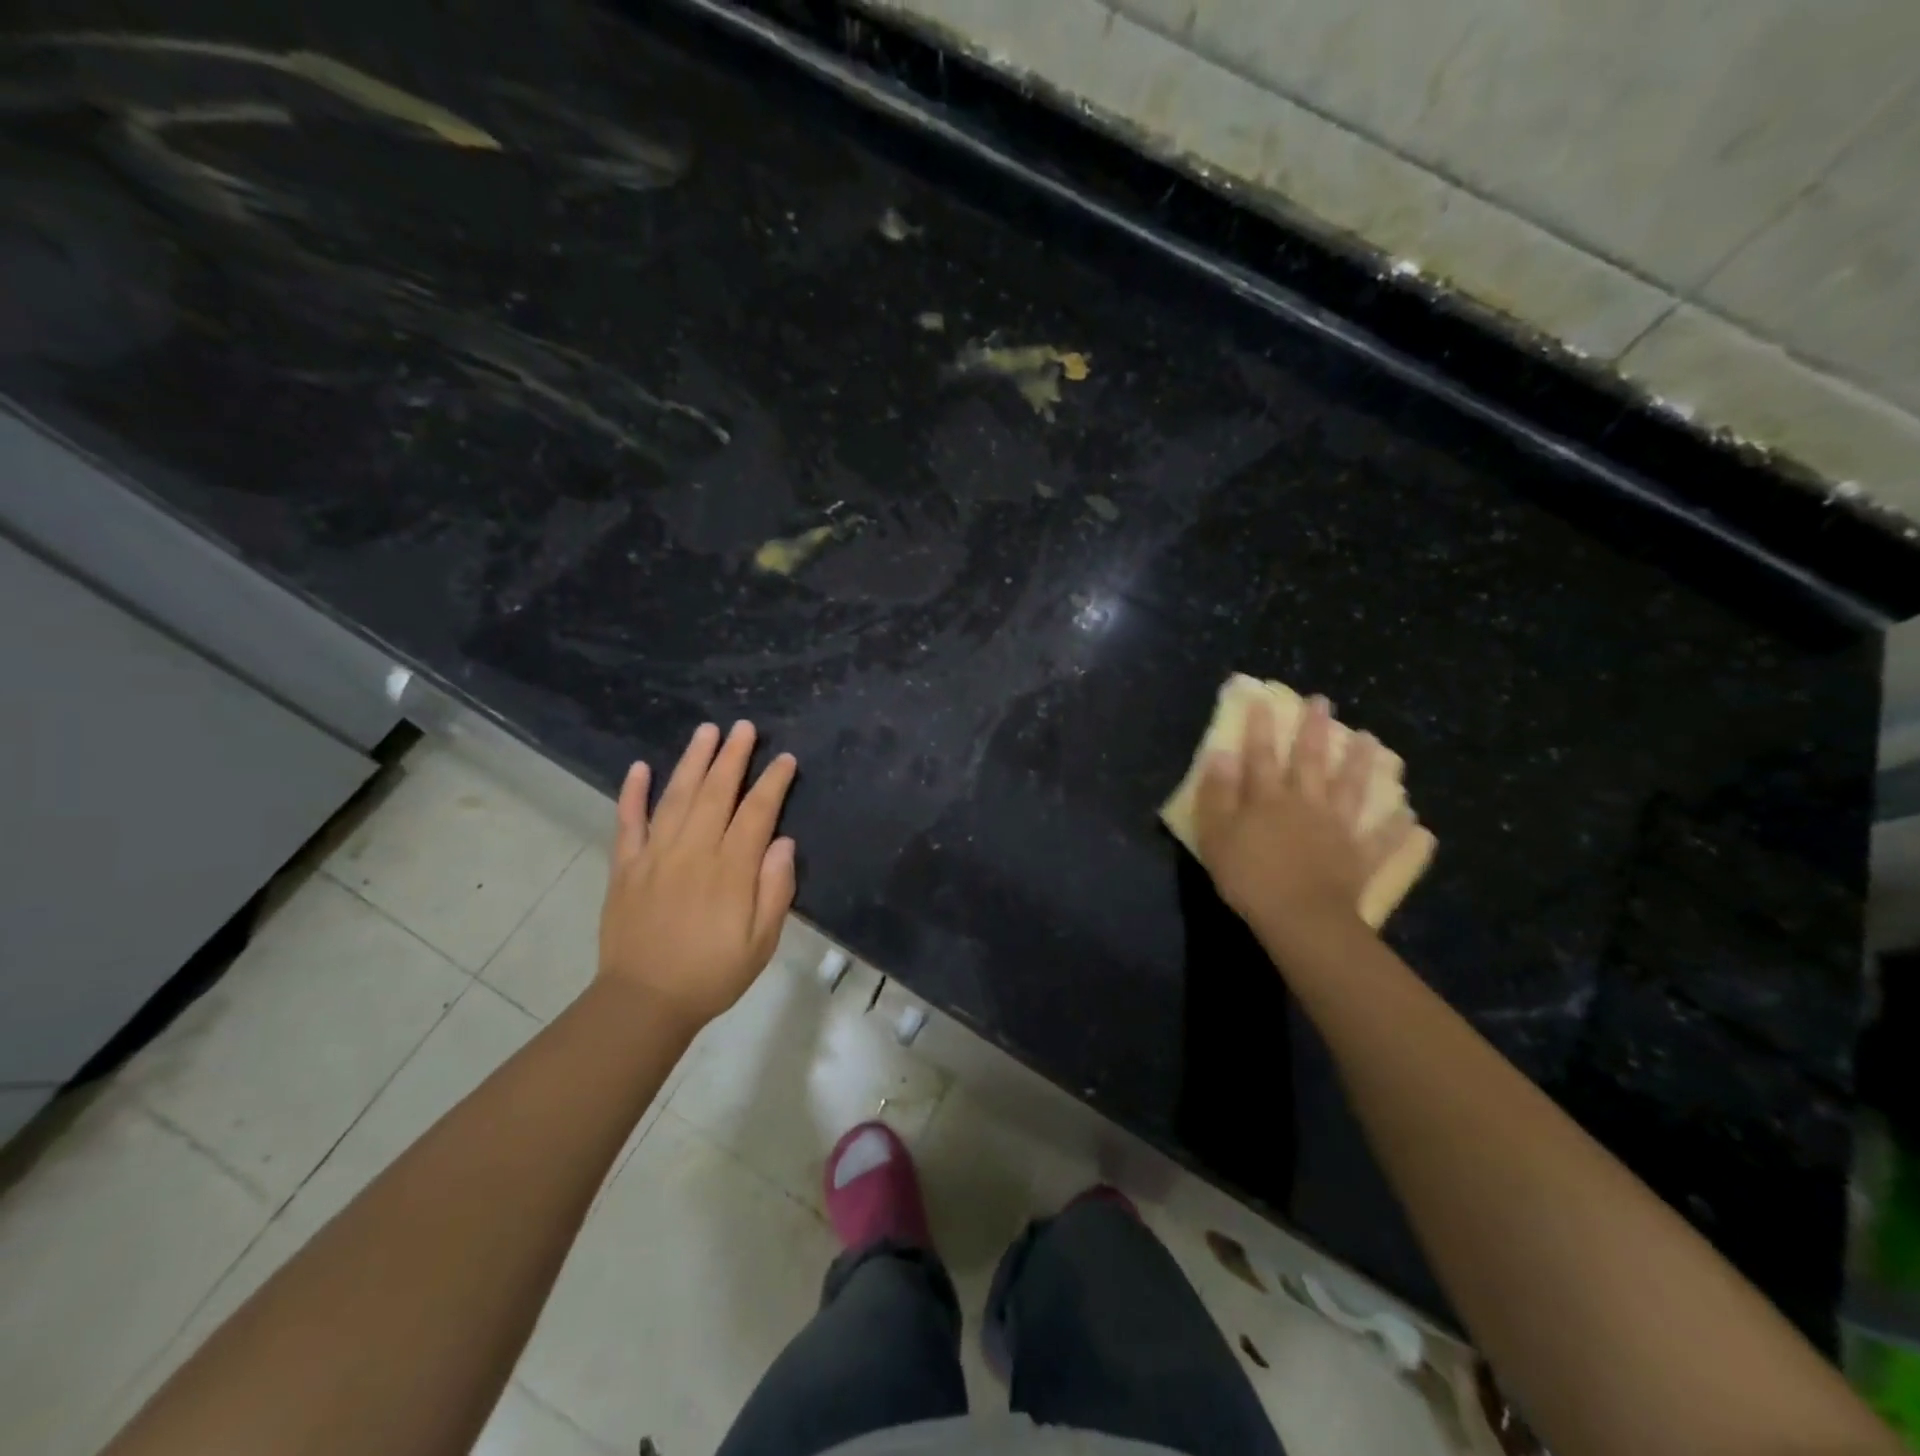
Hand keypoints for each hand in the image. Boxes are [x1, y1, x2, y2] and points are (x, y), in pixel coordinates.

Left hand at [598, 721, 797, 1031]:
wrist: (644, 1002)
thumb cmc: (712, 973)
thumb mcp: (762, 941)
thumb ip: (775, 889)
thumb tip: (782, 842)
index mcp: (731, 869)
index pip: (757, 812)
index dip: (773, 782)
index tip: (785, 759)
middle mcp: (693, 851)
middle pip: (716, 792)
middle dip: (733, 756)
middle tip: (744, 727)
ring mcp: (655, 855)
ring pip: (676, 796)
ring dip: (693, 761)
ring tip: (706, 731)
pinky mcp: (625, 866)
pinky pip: (627, 822)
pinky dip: (633, 793)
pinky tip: (640, 767)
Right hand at [1194, 695, 1415, 938]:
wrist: (1300, 918)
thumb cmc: (1249, 876)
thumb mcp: (1216, 834)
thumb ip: (1217, 793)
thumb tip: (1221, 754)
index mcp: (1268, 798)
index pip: (1261, 755)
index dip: (1260, 727)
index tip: (1263, 698)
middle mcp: (1307, 803)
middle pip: (1311, 761)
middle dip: (1314, 730)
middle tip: (1323, 702)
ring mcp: (1338, 829)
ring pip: (1352, 789)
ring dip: (1361, 763)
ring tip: (1371, 739)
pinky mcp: (1360, 857)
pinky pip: (1382, 840)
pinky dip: (1397, 828)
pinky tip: (1413, 817)